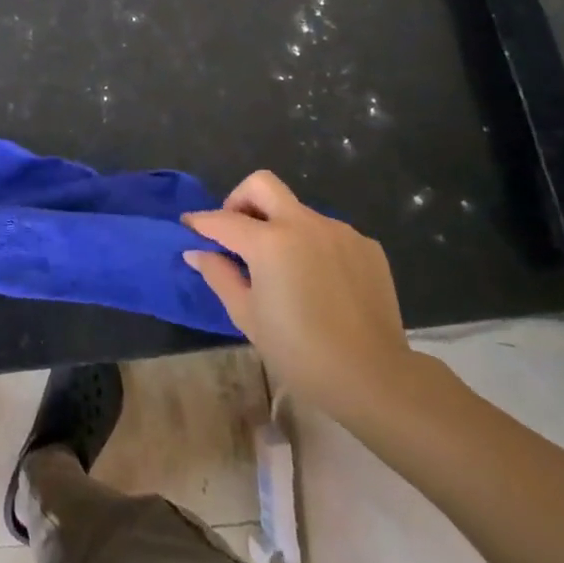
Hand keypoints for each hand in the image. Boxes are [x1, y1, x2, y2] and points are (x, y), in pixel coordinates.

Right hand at [183, 170, 417, 424]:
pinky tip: (315, 279)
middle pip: (261, 185)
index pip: (223, 220)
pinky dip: (311, 244)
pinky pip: (327, 232)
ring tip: (280, 267)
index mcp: (269, 242)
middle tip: (235, 232)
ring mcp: (339, 232)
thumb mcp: (247, 315)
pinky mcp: (366, 246)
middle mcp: (304, 224)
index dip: (200, 222)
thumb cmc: (299, 351)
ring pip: (296, 210)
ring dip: (279, 225)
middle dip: (239, 200)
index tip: (189, 228)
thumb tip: (197, 252)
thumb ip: (219, 275)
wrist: (374, 378)